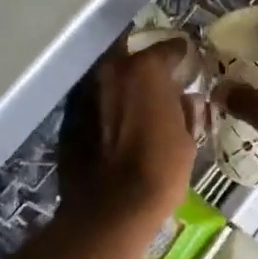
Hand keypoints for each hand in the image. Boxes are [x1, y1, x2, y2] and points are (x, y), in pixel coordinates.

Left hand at [58, 36, 198, 223]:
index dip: (181, 55)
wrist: (110, 210)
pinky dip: (106, 108)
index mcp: (145, 70)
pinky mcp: (69, 117)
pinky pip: (94, 103)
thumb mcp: (187, 140)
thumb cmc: (159, 171)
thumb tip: (186, 100)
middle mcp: (111, 71)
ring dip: (123, 86)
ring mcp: (86, 92)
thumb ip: (185, 111)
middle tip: (160, 82)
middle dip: (146, 67)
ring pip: (110, 79)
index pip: (168, 48)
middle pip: (132, 57)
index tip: (188, 63)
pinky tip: (116, 126)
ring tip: (137, 104)